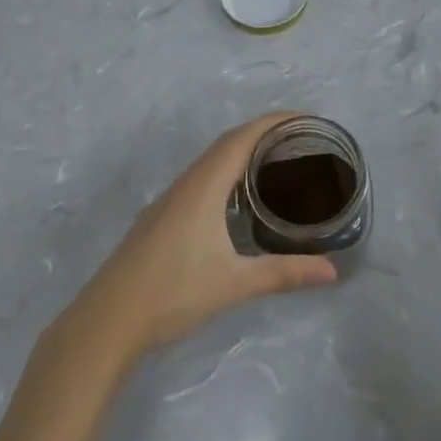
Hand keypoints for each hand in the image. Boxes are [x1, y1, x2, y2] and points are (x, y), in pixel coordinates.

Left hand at [64, 114, 338, 368]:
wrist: (108, 320)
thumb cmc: (173, 293)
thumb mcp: (235, 283)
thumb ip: (284, 274)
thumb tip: (332, 272)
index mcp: (204, 186)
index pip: (242, 138)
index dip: (273, 122)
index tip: (305, 119)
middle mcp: (186, 183)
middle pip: (227, 143)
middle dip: (262, 133)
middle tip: (299, 141)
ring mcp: (170, 199)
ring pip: (210, 161)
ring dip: (241, 152)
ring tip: (275, 162)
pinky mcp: (161, 216)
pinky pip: (200, 178)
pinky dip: (225, 172)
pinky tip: (236, 198)